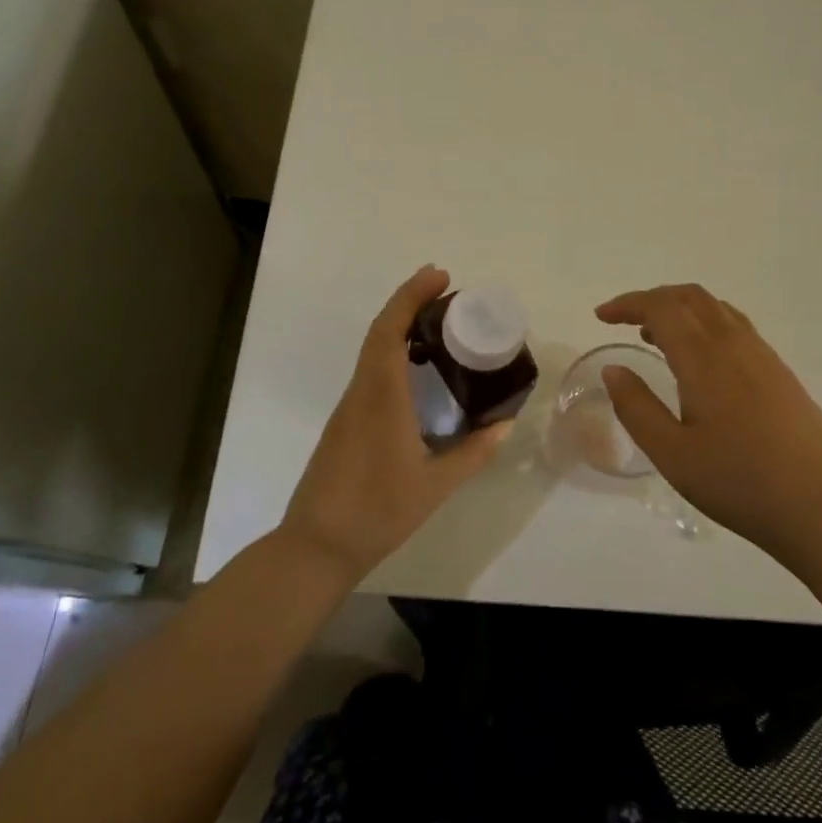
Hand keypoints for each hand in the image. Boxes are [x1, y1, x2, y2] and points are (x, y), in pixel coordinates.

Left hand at [278, 265, 509, 581]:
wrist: (317, 546)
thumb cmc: (377, 513)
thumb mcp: (435, 486)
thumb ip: (473, 453)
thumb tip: (504, 425)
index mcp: (381, 398)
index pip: (389, 330)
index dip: (411, 297)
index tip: (439, 276)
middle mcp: (361, 393)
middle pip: (380, 332)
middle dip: (409, 302)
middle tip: (447, 293)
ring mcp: (348, 408)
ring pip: (372, 351)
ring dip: (401, 327)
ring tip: (440, 326)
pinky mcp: (345, 423)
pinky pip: (370, 373)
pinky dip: (393, 353)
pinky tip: (417, 371)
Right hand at [596, 284, 821, 565]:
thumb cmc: (739, 483)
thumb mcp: (672, 454)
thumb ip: (636, 407)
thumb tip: (613, 369)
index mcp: (705, 359)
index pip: (662, 308)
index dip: (628, 304)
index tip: (601, 316)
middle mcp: (736, 346)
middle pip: (691, 297)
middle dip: (653, 299)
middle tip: (625, 320)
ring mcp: (765, 357)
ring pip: (718, 310)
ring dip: (682, 310)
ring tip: (656, 338)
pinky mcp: (782, 374)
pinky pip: (737, 328)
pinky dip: (706, 325)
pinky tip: (701, 362)